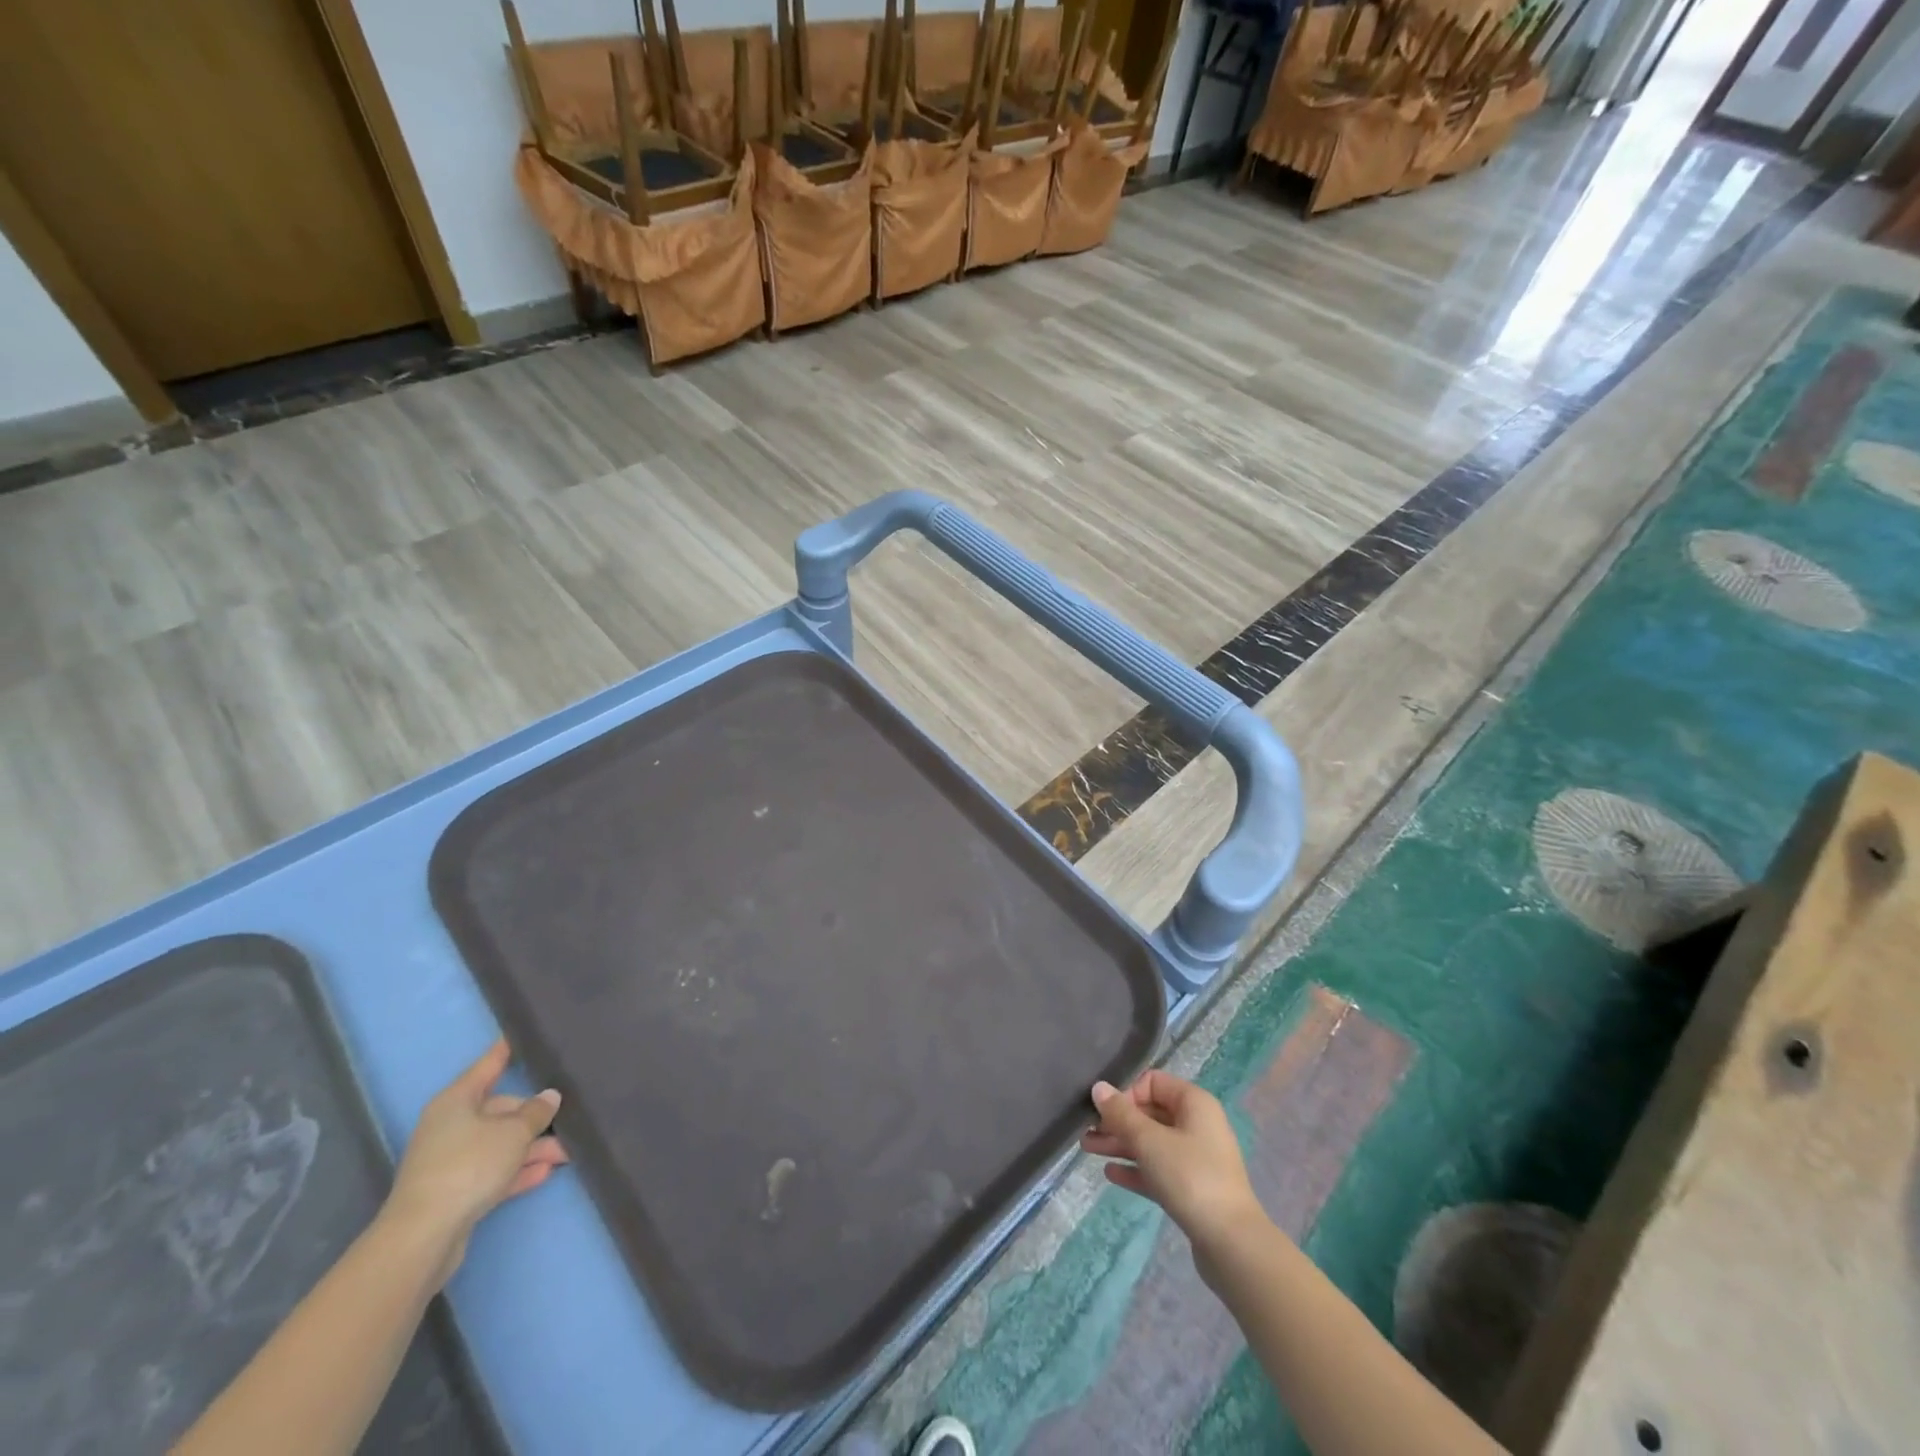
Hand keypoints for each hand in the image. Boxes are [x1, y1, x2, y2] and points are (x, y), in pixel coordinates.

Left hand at [382, 1040, 567, 1282]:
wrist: (423, 1237)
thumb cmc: (468, 1166)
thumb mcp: (513, 1133)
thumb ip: (536, 1112)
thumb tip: (549, 1097)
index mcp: (457, 1101)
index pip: (489, 1064)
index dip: (508, 1049)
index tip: (525, 1033)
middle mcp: (452, 1125)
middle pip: (501, 1110)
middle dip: (535, 1117)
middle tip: (569, 1118)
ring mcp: (452, 1159)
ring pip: (500, 1143)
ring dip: (532, 1147)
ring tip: (567, 1151)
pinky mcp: (455, 1190)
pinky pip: (494, 1170)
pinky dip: (517, 1170)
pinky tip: (545, 1172)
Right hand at [1082, 1071, 1266, 1273]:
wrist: (1230, 1243)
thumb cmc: (1190, 1177)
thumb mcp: (1149, 1140)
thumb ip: (1121, 1113)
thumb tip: (1099, 1087)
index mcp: (1194, 1103)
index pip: (1153, 1082)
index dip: (1127, 1094)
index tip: (1108, 1114)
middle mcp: (1197, 1125)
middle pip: (1150, 1113)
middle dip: (1117, 1121)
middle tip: (1086, 1132)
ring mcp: (1196, 1158)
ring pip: (1151, 1142)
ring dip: (1120, 1143)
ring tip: (1087, 1149)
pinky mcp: (1192, 1188)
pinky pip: (1158, 1169)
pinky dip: (1136, 1168)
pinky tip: (1110, 1174)